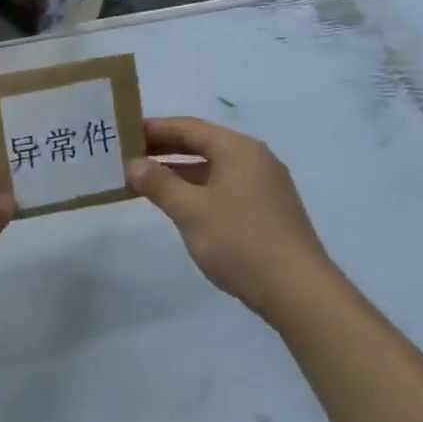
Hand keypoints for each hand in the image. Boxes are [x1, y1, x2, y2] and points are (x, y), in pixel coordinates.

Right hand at [125, 117, 329, 319]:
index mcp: (239, 150)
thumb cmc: (241, 241)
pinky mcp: (267, 212)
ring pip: (213, 168)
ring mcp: (264, 187)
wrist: (299, 293)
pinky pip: (223, 188)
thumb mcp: (191, 210)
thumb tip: (133, 165)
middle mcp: (255, 160)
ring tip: (144, 180)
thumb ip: (159, 184)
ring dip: (179, 171)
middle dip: (164, 149)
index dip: (154, 129)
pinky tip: (178, 205)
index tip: (123, 134)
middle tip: (127, 156)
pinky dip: (197, 189)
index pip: (189, 127)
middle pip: (202, 144)